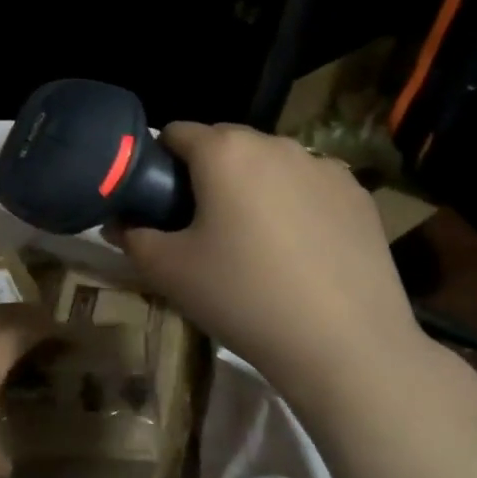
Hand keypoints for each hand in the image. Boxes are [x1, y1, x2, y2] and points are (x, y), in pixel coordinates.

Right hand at [122, 122, 476, 477]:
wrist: (345, 345)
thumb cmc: (242, 297)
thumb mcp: (168, 271)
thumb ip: (132, 236)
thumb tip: (118, 221)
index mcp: (225, 151)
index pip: (176, 132)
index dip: (158, 162)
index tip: (157, 202)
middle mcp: (276, 144)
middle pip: (225, 144)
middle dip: (206, 174)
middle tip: (200, 226)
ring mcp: (324, 166)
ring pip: (270, 164)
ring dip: (252, 186)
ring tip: (253, 241)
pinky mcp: (358, 195)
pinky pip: (309, 186)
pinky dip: (294, 203)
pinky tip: (298, 250)